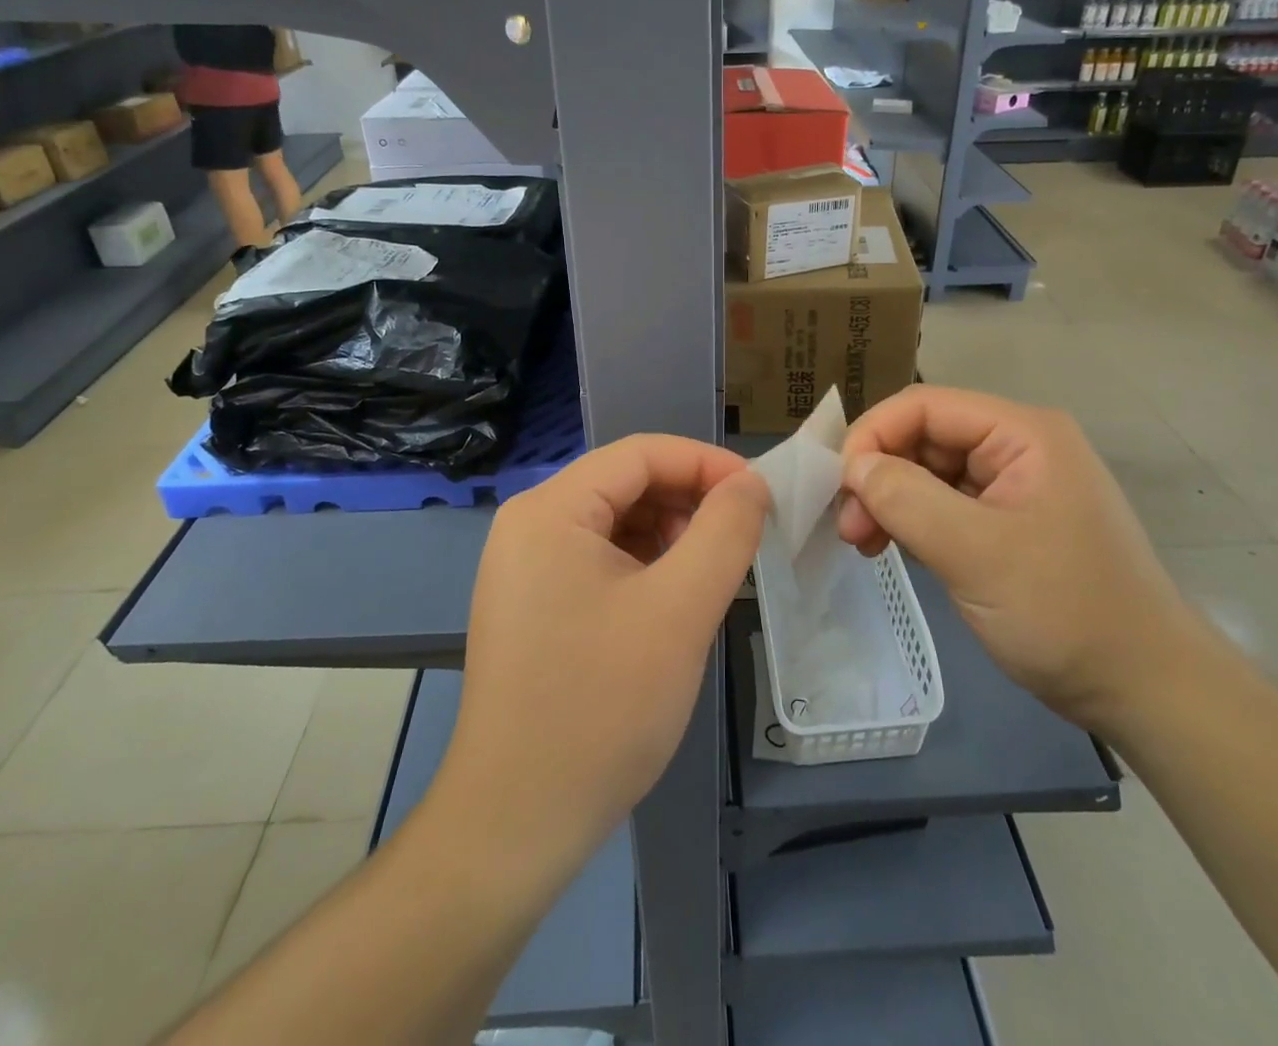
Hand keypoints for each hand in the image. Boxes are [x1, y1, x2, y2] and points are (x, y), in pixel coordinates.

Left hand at [439, 435, 768, 879]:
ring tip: (712, 575)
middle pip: (625, 484)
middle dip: (689, 502)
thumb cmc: (602, 707)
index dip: (706, 464)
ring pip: (616, 523)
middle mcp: (529, 525)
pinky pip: (599, 560)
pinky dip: (645, 567)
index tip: (760, 494)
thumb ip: (725, 532)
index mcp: (550, 510)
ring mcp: (525, 567)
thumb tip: (752, 484)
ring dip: (670, 536)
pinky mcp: (533, 603)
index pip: (640, 454)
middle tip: (743, 540)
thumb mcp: (680, 610)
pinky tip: (674, 601)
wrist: (517, 823)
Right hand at [838, 385, 1201, 732]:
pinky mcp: (1007, 522)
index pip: (924, 406)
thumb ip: (907, 499)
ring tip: (864, 543)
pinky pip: (944, 504)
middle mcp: (1017, 447)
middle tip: (849, 527)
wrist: (1146, 691)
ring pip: (928, 472)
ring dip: (890, 501)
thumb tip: (852, 467)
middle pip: (924, 437)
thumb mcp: (977, 553)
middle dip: (879, 475)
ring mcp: (1013, 485)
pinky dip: (912, 521)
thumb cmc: (1066, 612)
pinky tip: (891, 548)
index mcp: (1021, 433)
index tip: (840, 488)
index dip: (873, 436)